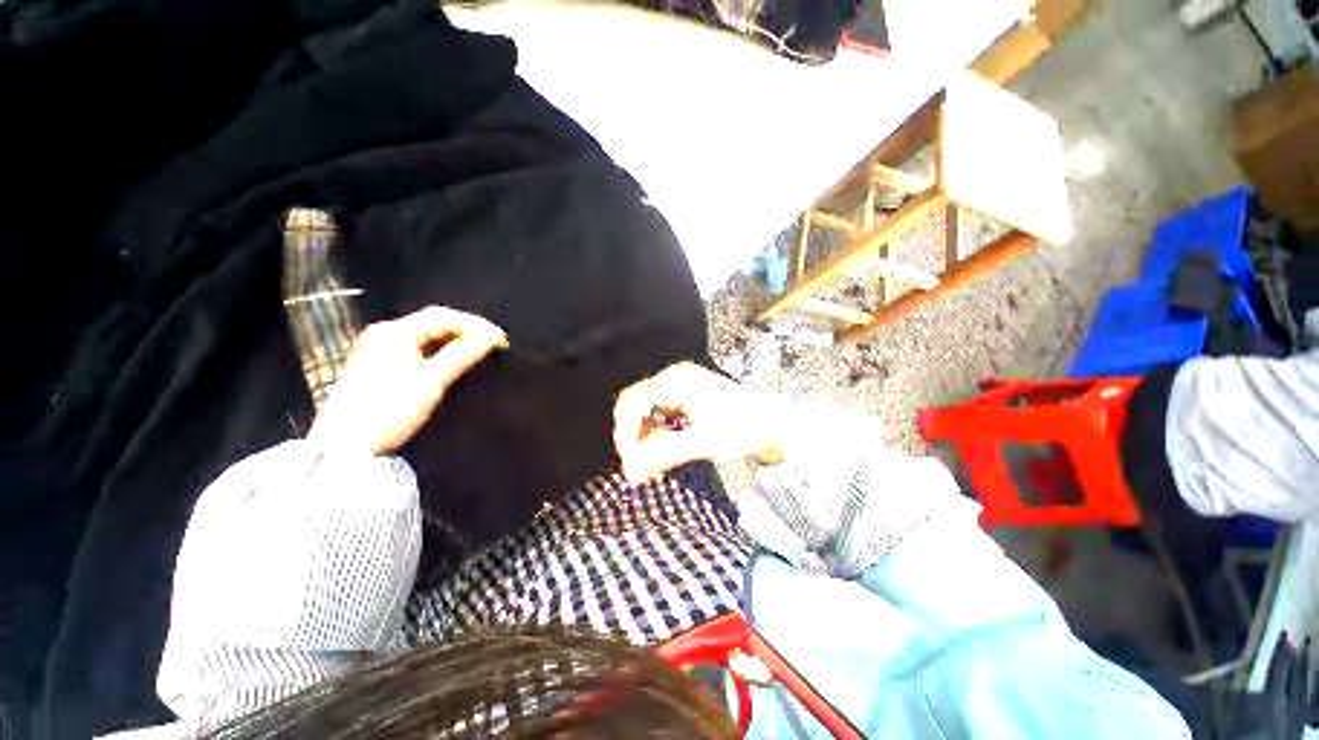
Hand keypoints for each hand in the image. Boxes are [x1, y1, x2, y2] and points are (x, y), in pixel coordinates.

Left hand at [310, 306, 507, 454]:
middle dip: (466, 329)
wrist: (345, 446)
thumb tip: (493, 337)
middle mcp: (384, 333)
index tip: (501, 340)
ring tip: (479, 350)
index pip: (443, 316)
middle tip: (493, 343)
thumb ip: (463, 355)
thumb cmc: (390, 409)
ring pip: (425, 334)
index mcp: (394, 332)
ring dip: (454, 339)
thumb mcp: (431, 381)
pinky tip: (452, 358)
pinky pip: (416, 346)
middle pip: (433, 322)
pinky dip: (439, 349)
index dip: (476, 325)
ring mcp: (377, 347)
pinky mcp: (377, 364)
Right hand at [612, 362, 786, 482]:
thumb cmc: (742, 427)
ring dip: (641, 440)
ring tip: (650, 468)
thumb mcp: (705, 441)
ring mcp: (675, 387)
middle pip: (633, 406)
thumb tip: (631, 469)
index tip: (631, 465)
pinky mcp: (679, 398)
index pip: (632, 403)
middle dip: (631, 438)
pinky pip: (654, 416)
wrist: (767, 421)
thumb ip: (666, 452)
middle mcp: (671, 378)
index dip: (625, 434)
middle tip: (637, 470)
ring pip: (641, 412)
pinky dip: (653, 437)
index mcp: (676, 381)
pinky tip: (660, 455)